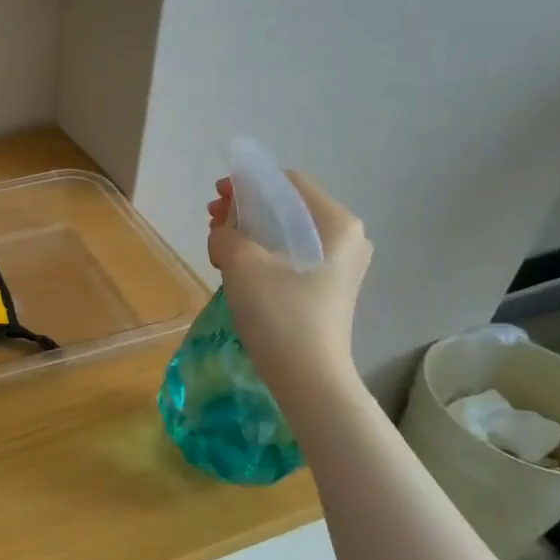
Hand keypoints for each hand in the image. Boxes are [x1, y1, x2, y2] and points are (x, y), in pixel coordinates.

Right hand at [207, 171, 371, 394]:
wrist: (307, 376)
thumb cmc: (280, 313)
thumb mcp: (241, 263)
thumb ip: (225, 233)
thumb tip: (223, 233)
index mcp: (336, 222)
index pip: (288, 183)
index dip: (248, 184)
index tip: (217, 199)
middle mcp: (346, 237)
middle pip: (287, 206)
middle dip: (246, 209)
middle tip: (212, 223)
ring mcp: (340, 264)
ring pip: (286, 232)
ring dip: (250, 232)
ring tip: (219, 248)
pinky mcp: (328, 287)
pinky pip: (291, 255)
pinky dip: (262, 253)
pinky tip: (238, 268)